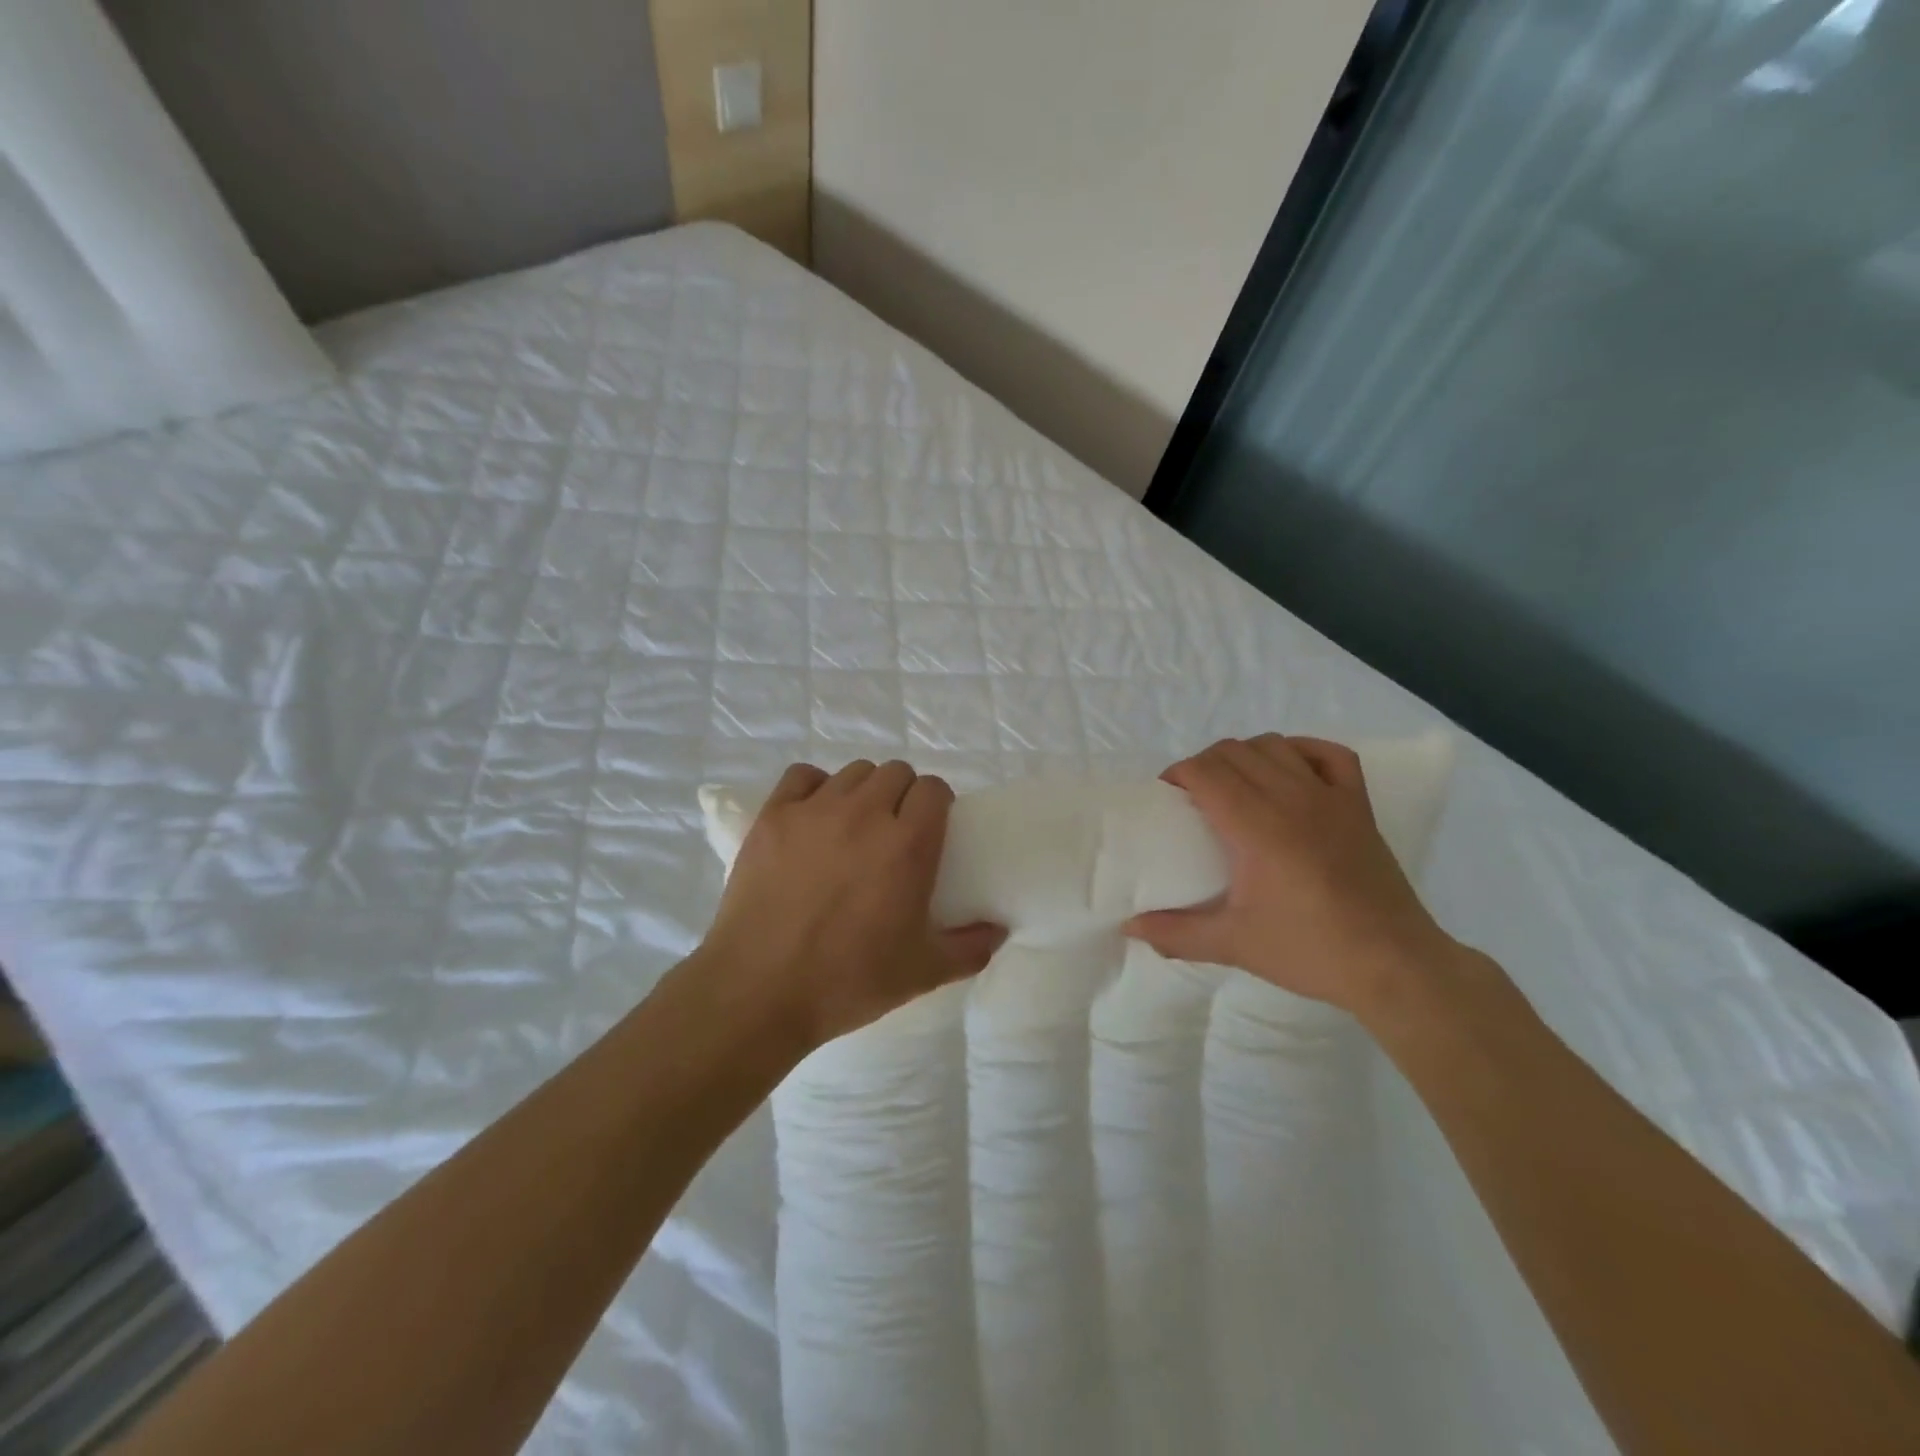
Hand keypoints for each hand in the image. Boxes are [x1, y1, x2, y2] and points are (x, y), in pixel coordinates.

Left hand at [702, 760, 1005, 1047]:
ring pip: (853, 772)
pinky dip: (814, 787)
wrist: (760, 991)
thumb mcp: (922, 973)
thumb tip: (999, 930)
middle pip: (896, 772)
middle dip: (902, 795)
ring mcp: (815, 810)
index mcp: (907, 844)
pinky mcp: (773, 816)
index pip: (934, 789)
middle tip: (893, 831)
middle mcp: (865, 814)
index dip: (937, 804)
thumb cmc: (848, 981)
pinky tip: (813, 816)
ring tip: (853, 826)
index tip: (931, 828)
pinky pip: (803, 776)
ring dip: (863, 791)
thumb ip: (970, 948)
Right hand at [1123, 735, 1459, 1017]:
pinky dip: (1302, 750)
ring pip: (1275, 745)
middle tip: (1193, 797)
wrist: (1393, 965)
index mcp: (1257, 826)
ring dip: (1245, 755)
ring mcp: (1330, 797)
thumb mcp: (1233, 944)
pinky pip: (1329, 754)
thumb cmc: (1309, 950)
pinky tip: (1289, 770)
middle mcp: (1292, 798)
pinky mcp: (1358, 805)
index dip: (1179, 774)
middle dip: (1204, 764)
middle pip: (1234, 751)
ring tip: (1235, 785)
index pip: (1206, 771)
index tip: (1167, 797)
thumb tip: (1130, 927)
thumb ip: (1175, 933)